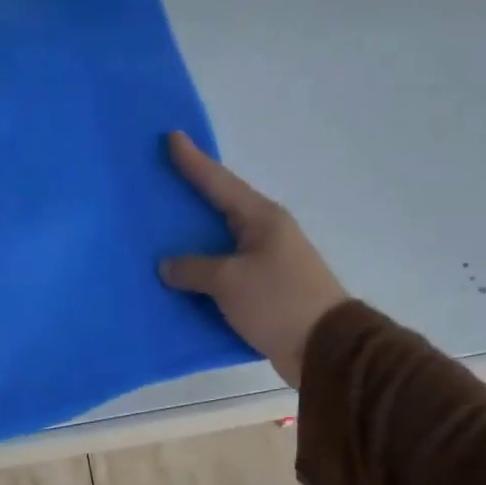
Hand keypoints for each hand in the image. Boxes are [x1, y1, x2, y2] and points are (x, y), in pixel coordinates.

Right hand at [159, 132, 347, 387]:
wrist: (325, 348)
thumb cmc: (278, 301)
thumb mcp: (230, 281)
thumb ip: (194, 269)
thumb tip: (168, 265)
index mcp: (261, 219)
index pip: (219, 182)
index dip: (194, 162)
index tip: (172, 137)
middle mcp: (266, 235)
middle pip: (221, 210)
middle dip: (192, 199)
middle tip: (161, 184)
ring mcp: (267, 264)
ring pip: (222, 246)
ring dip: (195, 244)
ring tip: (162, 235)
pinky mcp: (266, 293)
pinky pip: (226, 276)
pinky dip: (204, 276)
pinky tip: (182, 280)